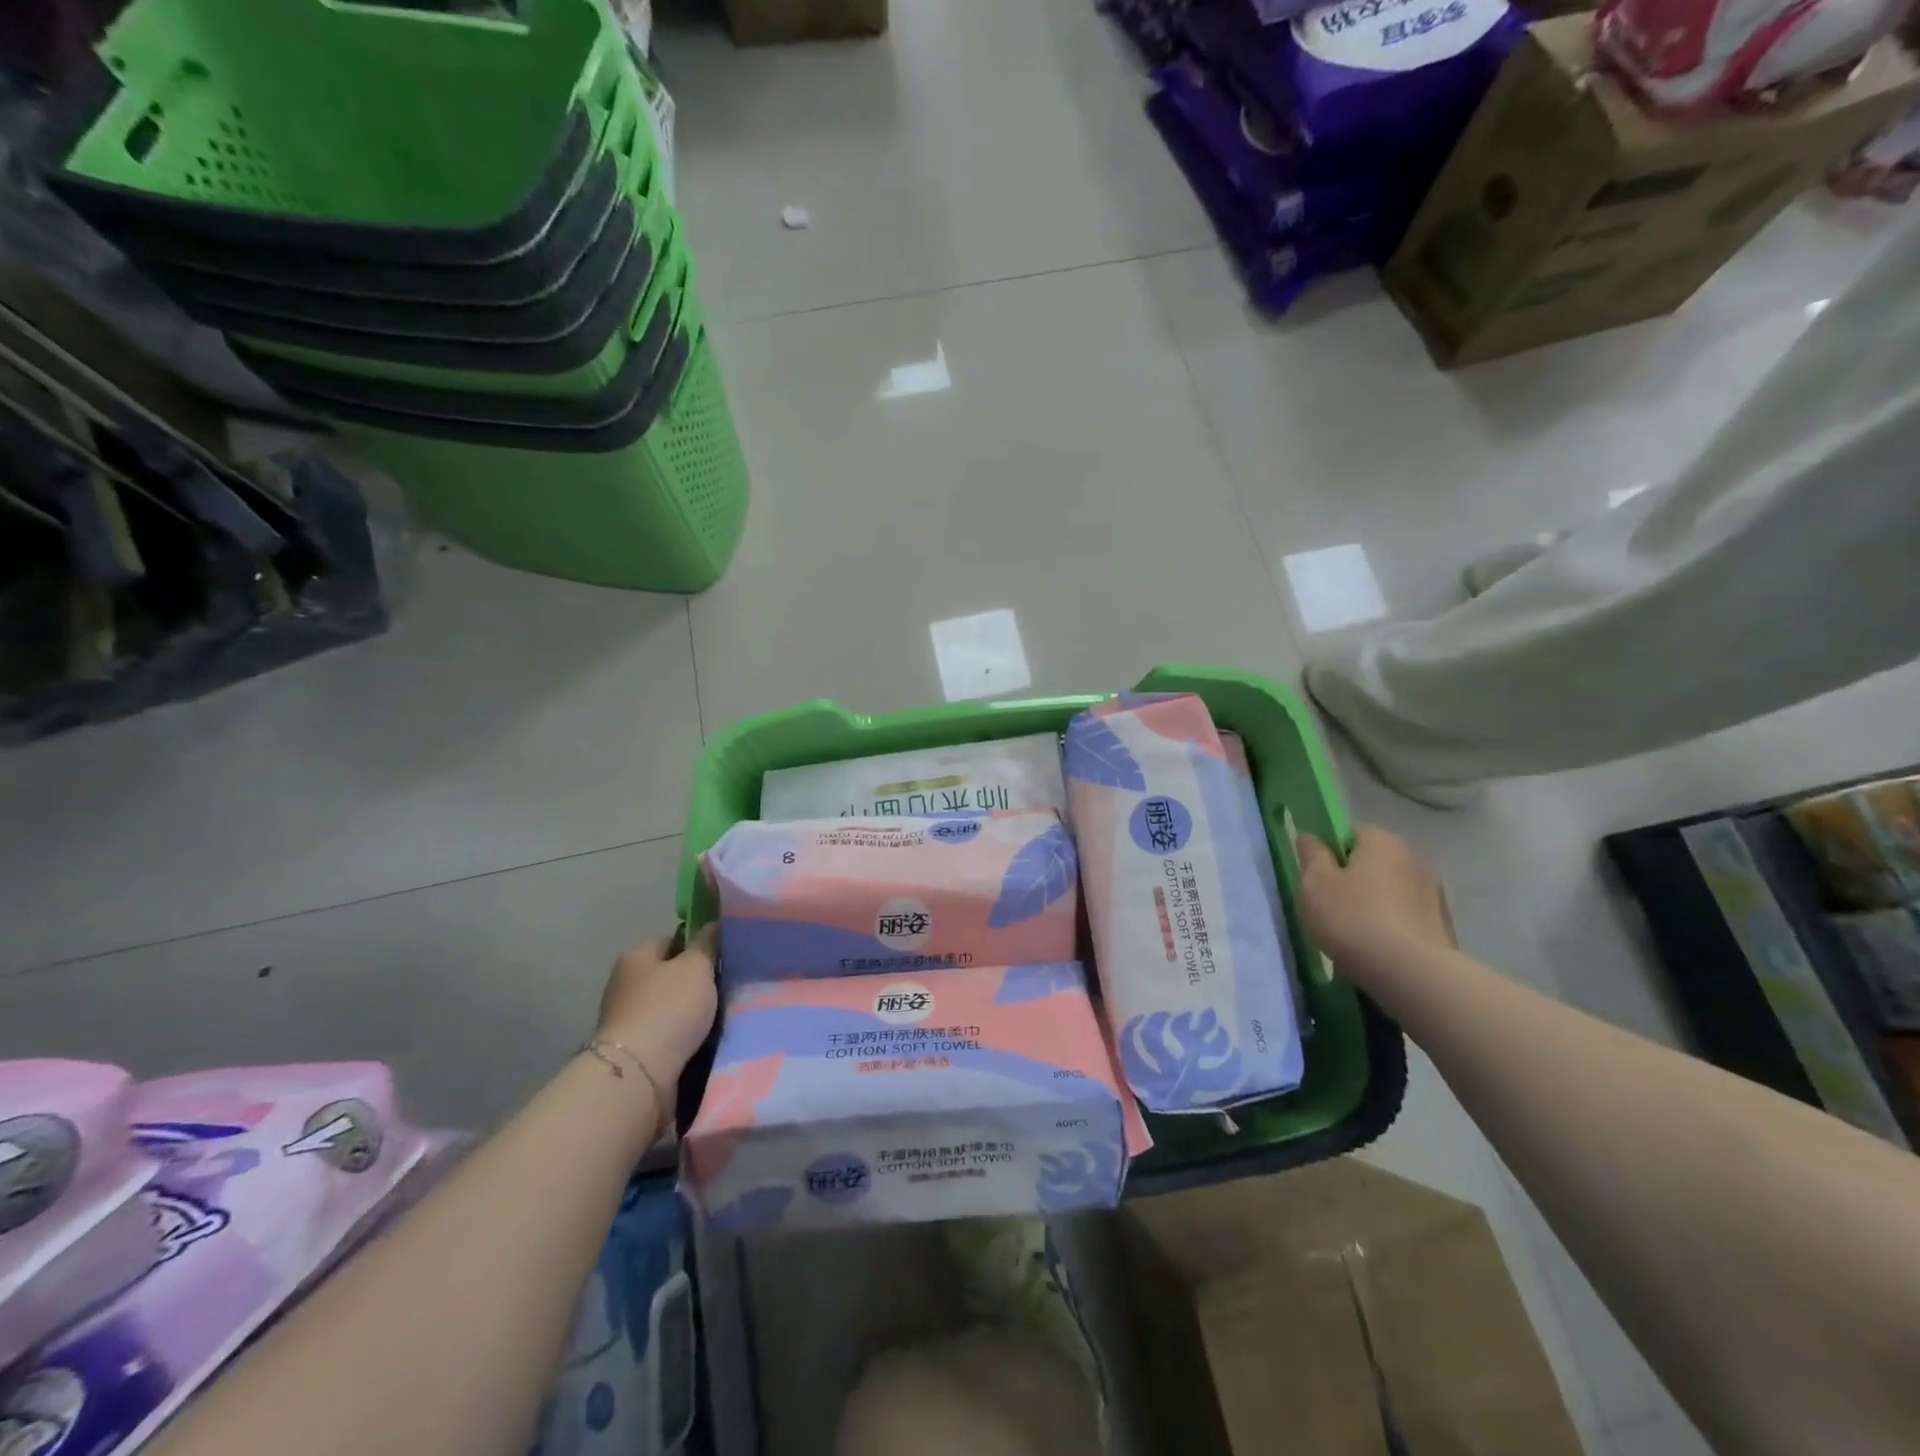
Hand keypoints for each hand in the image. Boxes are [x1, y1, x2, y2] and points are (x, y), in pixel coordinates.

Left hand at [596, 926, 718, 1089]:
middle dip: (696, 981)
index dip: (697, 945)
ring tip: (720, 1015)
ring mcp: (627, 1019)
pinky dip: (683, 1035)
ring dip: (691, 1012)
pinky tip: (704, 1039)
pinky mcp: (633, 1050)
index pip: (671, 939)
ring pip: (670, 1006)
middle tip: (726, 986)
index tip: (722, 957)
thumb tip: (712, 924)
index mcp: (636, 957)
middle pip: (670, 974)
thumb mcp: (696, 967)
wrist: (639, 1075)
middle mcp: (625, 984)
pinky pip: (666, 1033)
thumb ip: (707, 944)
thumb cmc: (668, 1009)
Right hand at [1296, 826, 1455, 976]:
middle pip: (1372, 861)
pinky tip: (1379, 948)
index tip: (1317, 878)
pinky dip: (1393, 924)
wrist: (1411, 974)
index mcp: (1382, 841)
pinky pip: (1407, 915)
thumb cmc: (1353, 918)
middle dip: (1354, 878)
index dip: (1329, 853)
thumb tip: (1310, 837)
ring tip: (1356, 933)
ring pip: (1391, 889)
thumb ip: (1311, 853)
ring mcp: (1434, 892)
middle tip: (1331, 906)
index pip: (1349, 833)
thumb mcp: (1314, 882)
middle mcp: (1414, 857)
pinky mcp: (1443, 924)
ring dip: (1375, 902)